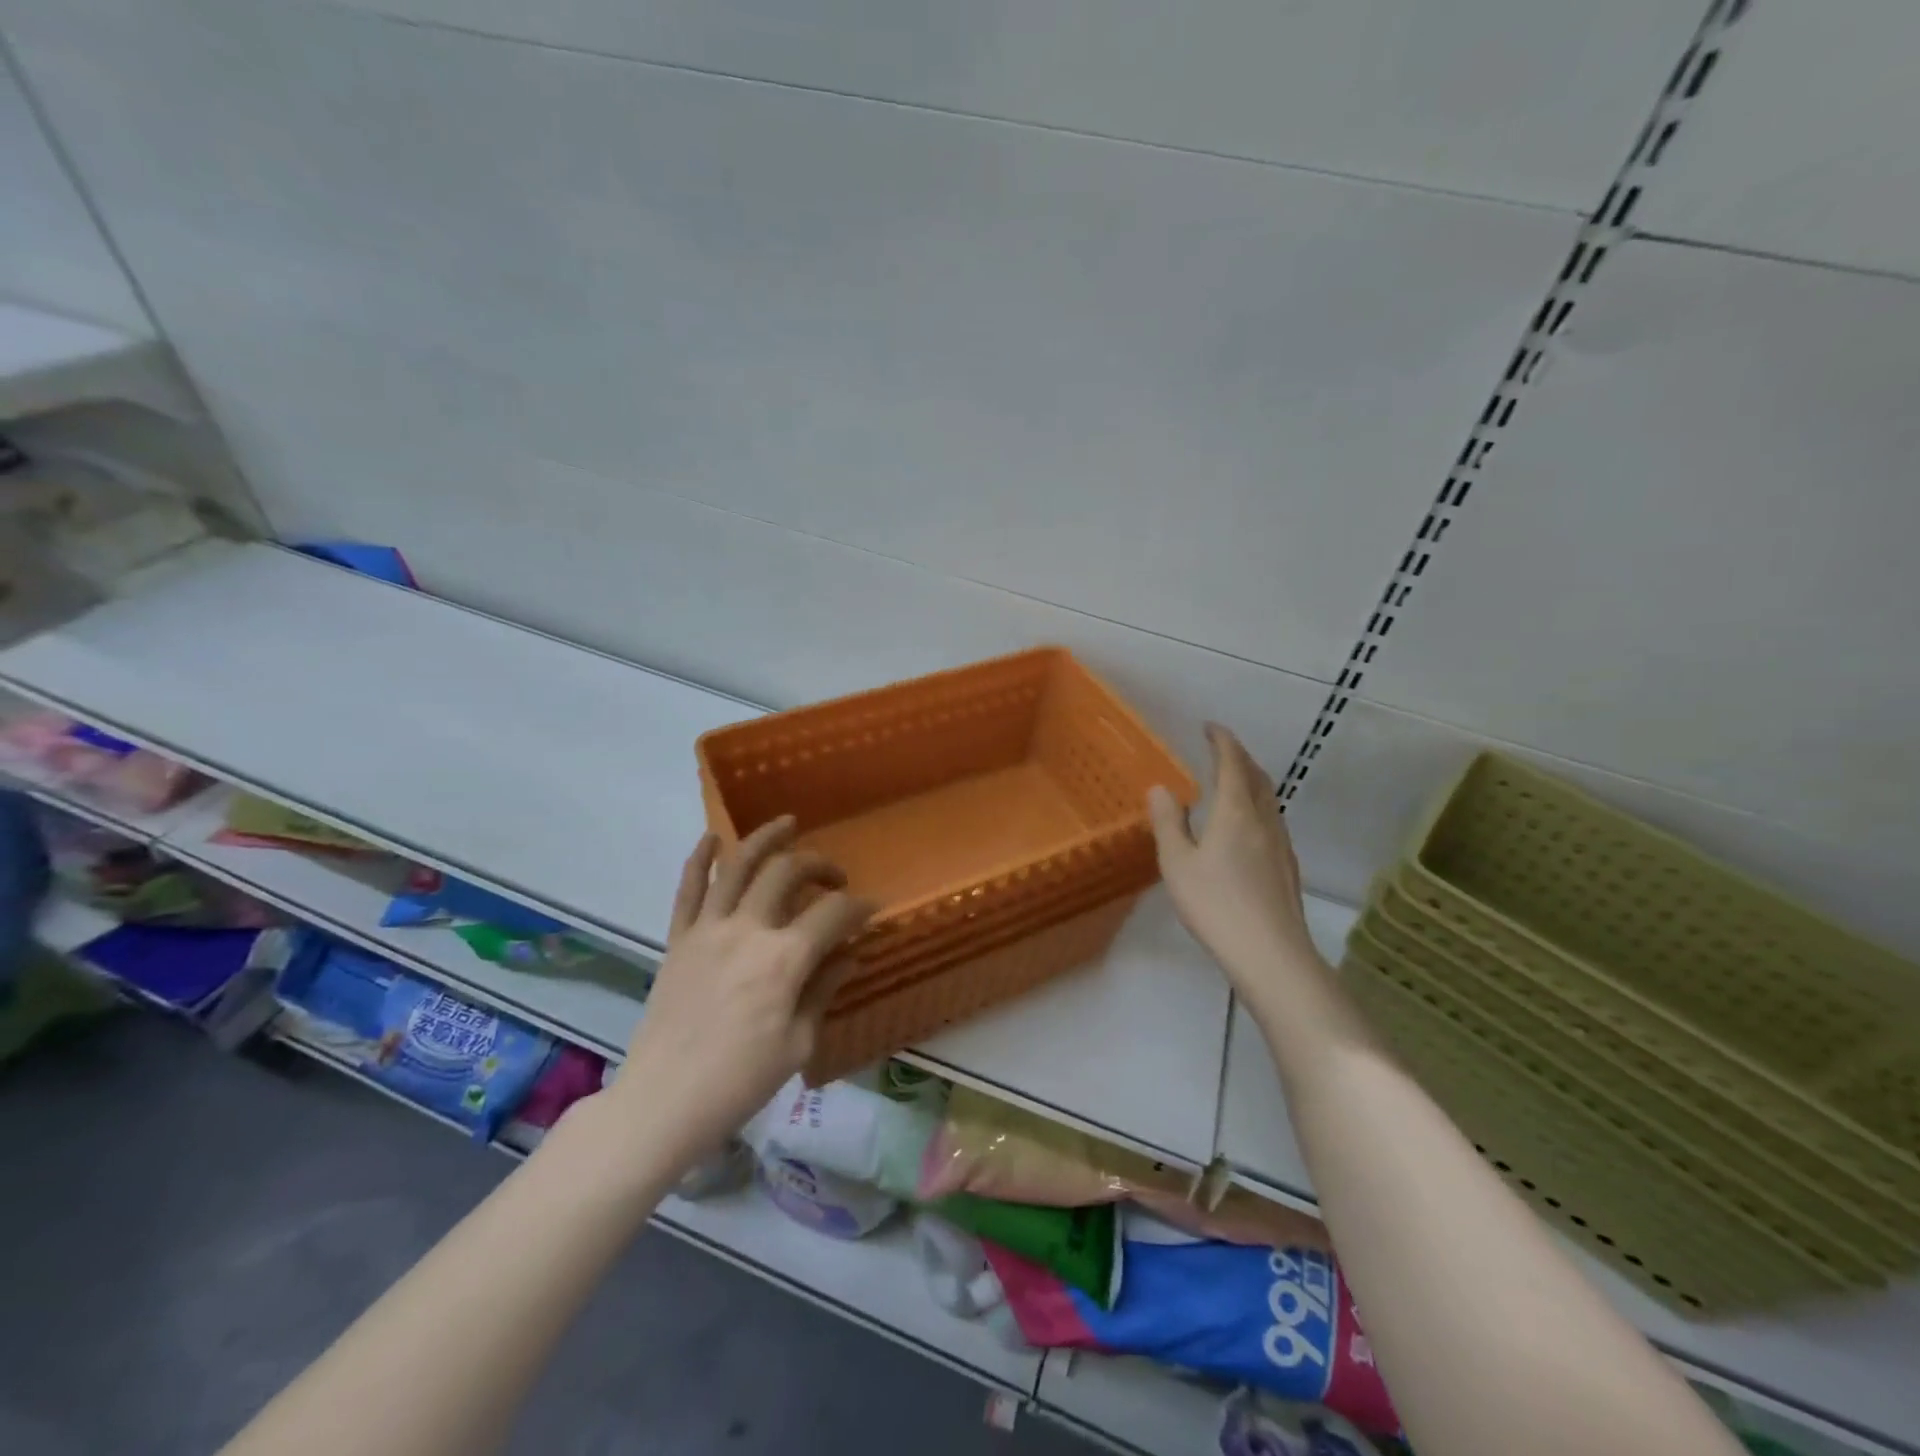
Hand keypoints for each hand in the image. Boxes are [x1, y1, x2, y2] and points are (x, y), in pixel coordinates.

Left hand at [612, 818, 873, 1169]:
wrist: (661, 1103)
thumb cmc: (739, 1082)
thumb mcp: (797, 1043)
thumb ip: (823, 990)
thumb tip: (848, 955)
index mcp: (784, 960)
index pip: (833, 914)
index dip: (860, 907)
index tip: (872, 909)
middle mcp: (747, 930)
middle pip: (788, 873)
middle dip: (819, 866)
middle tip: (835, 879)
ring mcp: (707, 930)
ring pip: (737, 865)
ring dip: (765, 838)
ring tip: (787, 823)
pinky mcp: (678, 939)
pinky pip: (688, 889)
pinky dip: (699, 858)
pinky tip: (712, 837)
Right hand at [1148, 723, 1323, 986]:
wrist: (1271, 954)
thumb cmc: (1216, 904)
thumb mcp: (1178, 863)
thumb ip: (1168, 822)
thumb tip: (1161, 788)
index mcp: (1235, 812)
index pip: (1232, 763)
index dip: (1222, 741)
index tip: (1210, 727)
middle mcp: (1263, 820)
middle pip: (1257, 777)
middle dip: (1240, 757)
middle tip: (1220, 750)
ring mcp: (1281, 844)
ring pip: (1268, 799)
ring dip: (1251, 781)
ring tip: (1232, 783)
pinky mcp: (1287, 867)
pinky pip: (1272, 820)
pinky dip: (1257, 806)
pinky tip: (1246, 827)